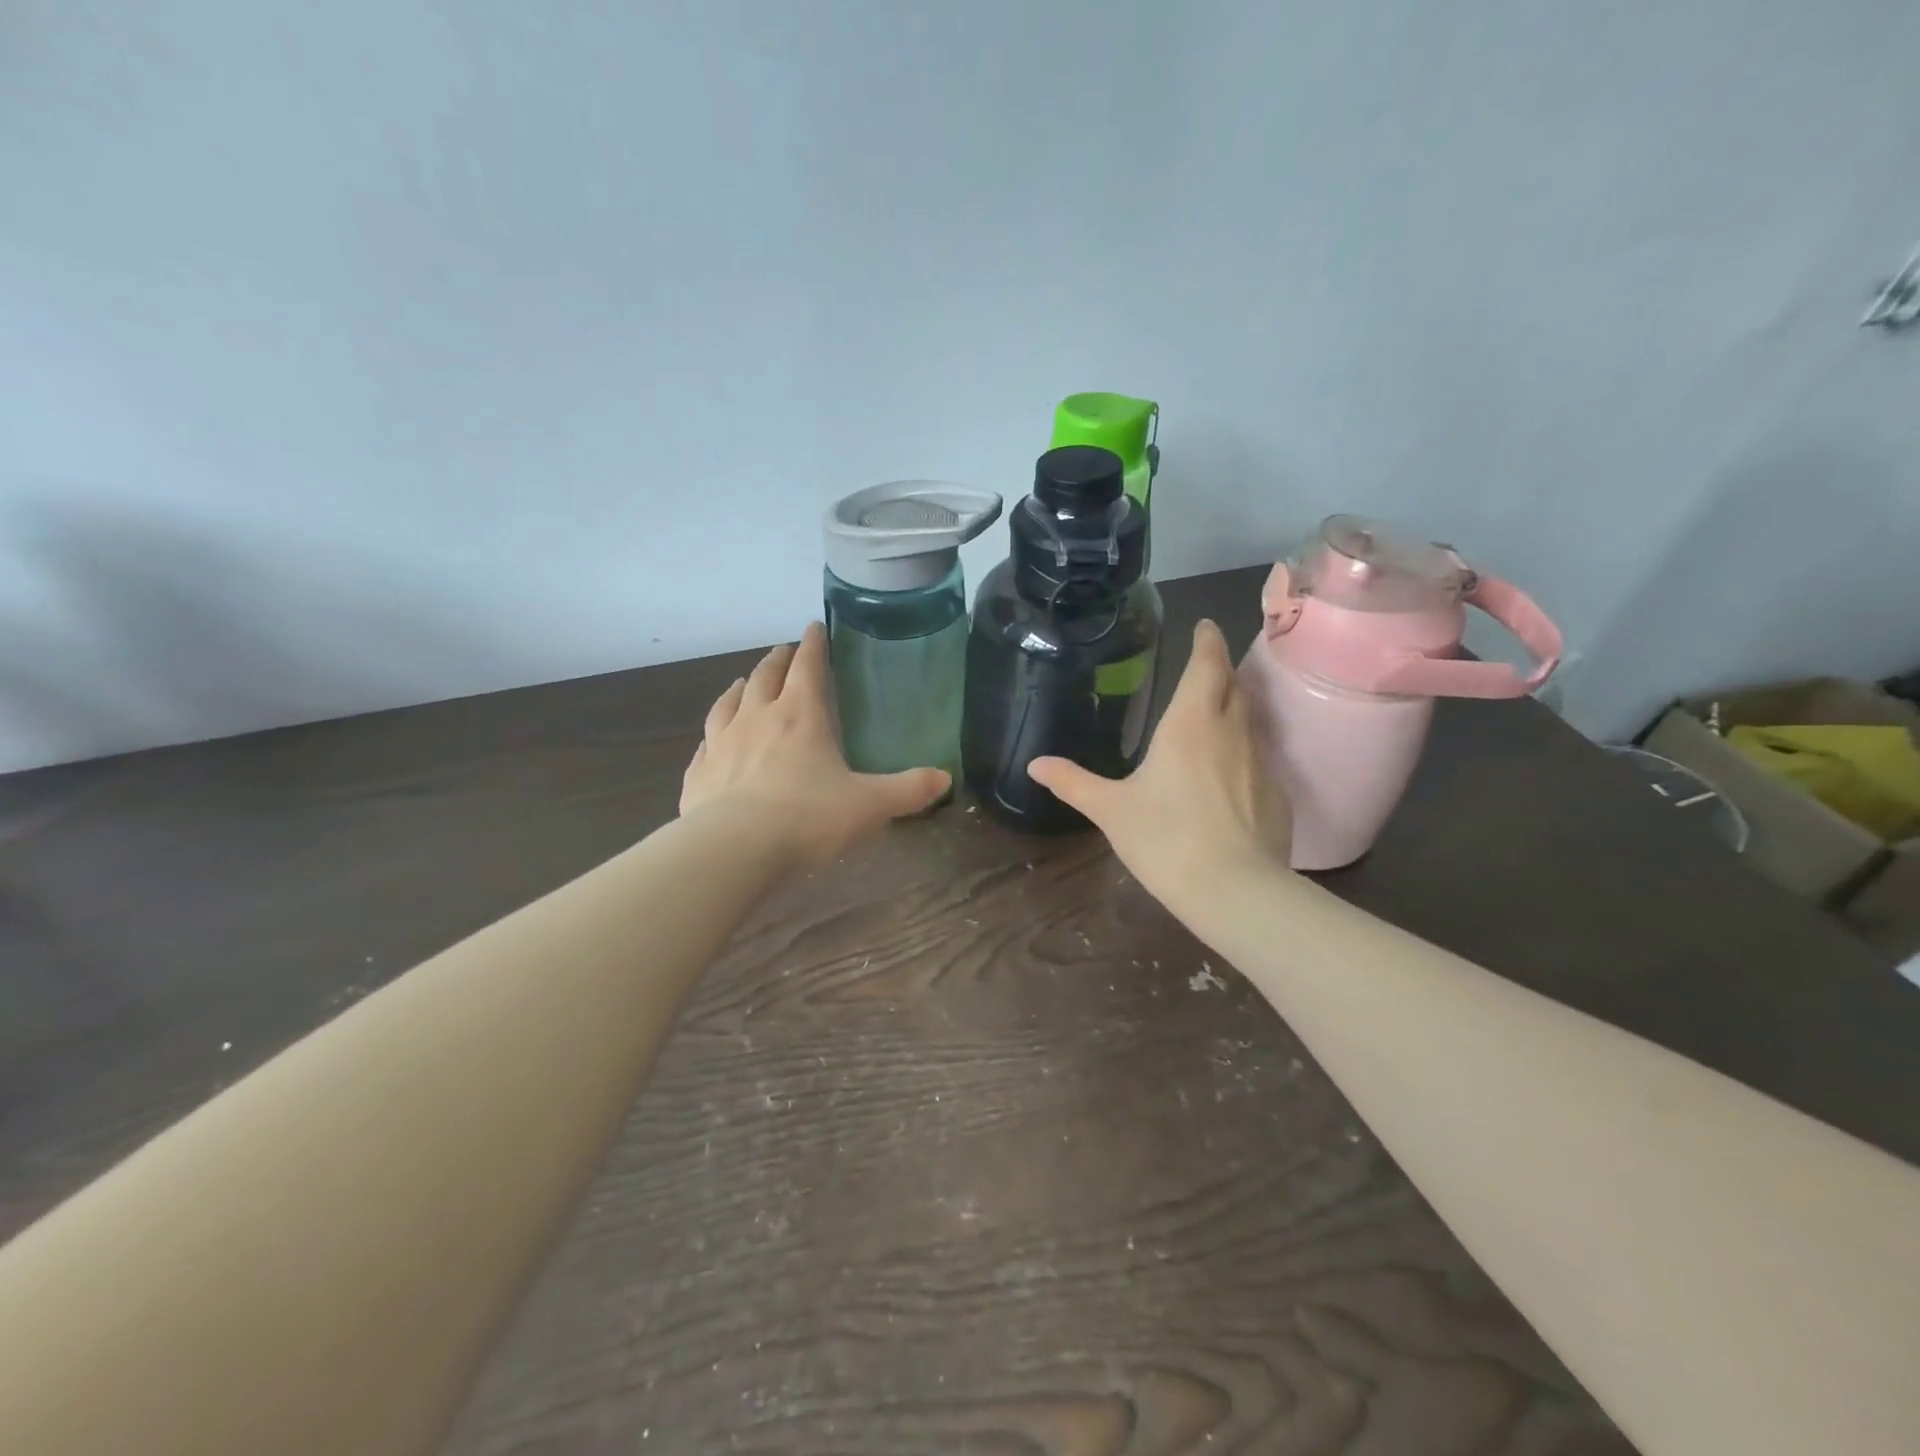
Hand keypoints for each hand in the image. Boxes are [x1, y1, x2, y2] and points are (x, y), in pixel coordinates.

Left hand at [680, 622, 949, 869]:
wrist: (732, 851)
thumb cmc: (807, 819)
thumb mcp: (869, 806)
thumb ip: (907, 791)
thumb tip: (945, 779)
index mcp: (801, 716)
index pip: (808, 667)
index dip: (814, 645)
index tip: (815, 627)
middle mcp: (757, 719)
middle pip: (766, 676)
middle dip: (778, 660)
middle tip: (785, 651)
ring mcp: (721, 745)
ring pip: (728, 703)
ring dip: (740, 688)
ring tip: (744, 683)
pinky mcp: (697, 775)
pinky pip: (705, 744)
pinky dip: (712, 734)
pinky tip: (712, 741)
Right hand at [1028, 619, 1291, 918]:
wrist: (1234, 890)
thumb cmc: (1164, 838)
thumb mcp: (1110, 810)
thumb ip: (1073, 783)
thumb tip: (1034, 764)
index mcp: (1190, 722)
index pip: (1207, 664)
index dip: (1207, 641)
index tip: (1206, 627)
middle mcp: (1231, 731)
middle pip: (1234, 686)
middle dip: (1221, 672)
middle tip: (1205, 669)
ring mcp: (1261, 762)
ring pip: (1251, 720)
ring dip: (1235, 709)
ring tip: (1216, 716)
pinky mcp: (1278, 794)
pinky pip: (1261, 758)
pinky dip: (1245, 752)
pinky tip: (1231, 776)